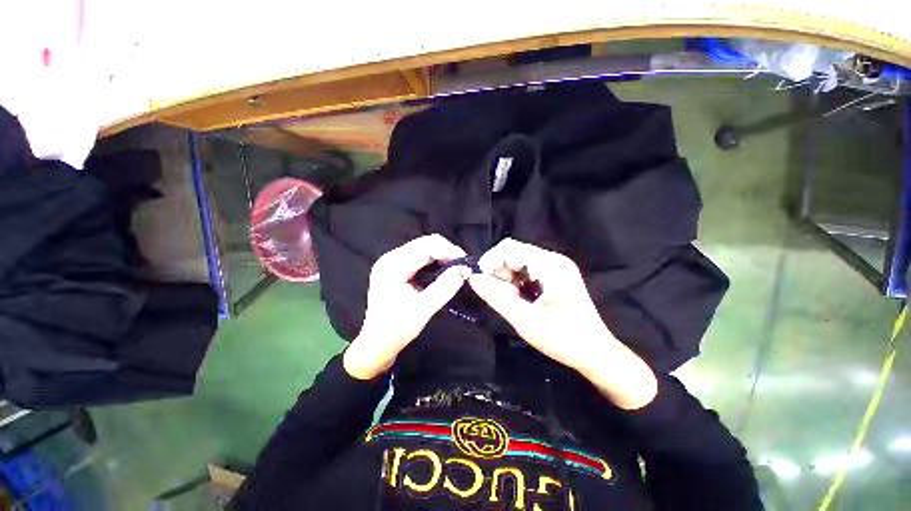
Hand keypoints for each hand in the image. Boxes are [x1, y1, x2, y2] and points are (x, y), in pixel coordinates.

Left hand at [343, 234, 470, 379]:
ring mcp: (392, 261)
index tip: (465, 263)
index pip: (426, 246)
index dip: (449, 250)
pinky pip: (420, 256)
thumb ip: (445, 287)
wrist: (377, 343)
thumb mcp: (423, 309)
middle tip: (462, 266)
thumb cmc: (397, 329)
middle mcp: (391, 258)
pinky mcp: (396, 267)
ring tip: (456, 268)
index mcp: (393, 266)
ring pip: (424, 247)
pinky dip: (434, 261)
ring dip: (442, 255)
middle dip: (446, 251)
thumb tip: (464, 269)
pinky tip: (443, 270)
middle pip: (425, 243)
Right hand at [468, 238, 656, 408]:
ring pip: (518, 263)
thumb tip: (472, 278)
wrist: (595, 354)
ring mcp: (554, 268)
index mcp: (550, 264)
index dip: (490, 261)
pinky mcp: (553, 277)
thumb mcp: (524, 319)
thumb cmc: (563, 339)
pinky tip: (519, 299)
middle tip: (497, 295)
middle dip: (499, 272)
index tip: (481, 281)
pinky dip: (516, 284)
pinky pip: (526, 272)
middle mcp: (553, 260)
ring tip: (510, 300)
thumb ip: (496, 297)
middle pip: (513, 253)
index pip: (509, 248)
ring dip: (507, 279)